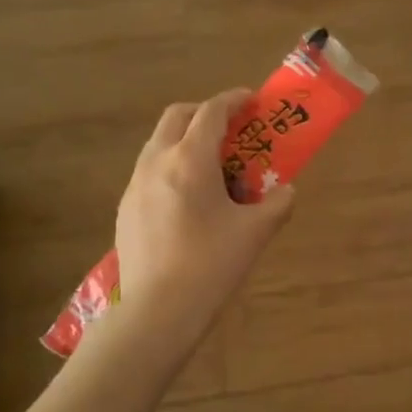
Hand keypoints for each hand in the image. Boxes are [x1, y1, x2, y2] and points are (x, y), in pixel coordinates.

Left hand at [115, 89, 293, 336]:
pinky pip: (150, 172)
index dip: (233, 100)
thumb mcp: (255, 233)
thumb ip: (277, 204)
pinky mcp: (126, 208)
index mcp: (189, 160)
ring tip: (213, 168)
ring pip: (160, 144)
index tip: (251, 100)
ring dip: (186, 141)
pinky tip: (189, 202)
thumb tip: (285, 191)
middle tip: (231, 130)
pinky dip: (172, 168)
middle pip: (177, 117)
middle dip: (205, 113)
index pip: (211, 112)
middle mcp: (156, 162)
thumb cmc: (211, 265)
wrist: (158, 310)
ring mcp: (135, 185)